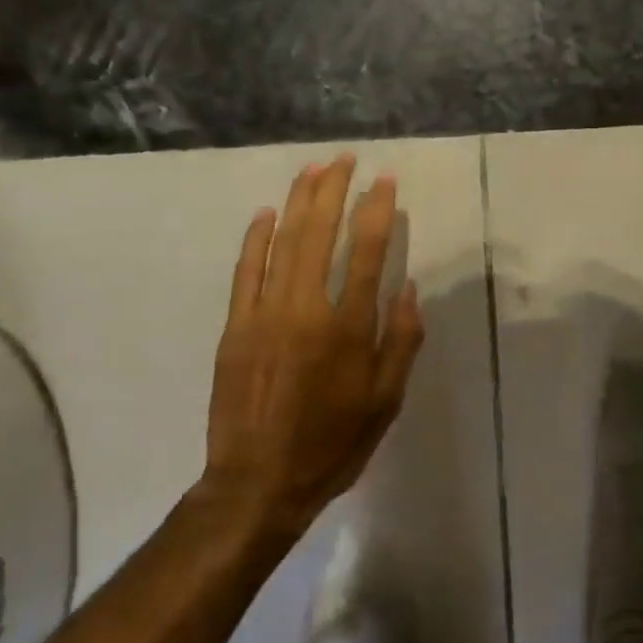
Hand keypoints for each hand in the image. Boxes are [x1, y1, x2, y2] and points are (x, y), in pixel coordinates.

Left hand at [202, 155, 424, 532]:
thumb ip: (400, 341)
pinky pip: (245, 271)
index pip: (368, 252)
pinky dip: (255, 239)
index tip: (384, 181)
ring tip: (311, 169)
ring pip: (283, 243)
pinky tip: (265, 213)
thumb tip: (407, 288)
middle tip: (344, 159)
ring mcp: (264, 314)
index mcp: (349, 328)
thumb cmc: (333, 444)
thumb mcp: (385, 401)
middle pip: (320, 234)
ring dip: (298, 202)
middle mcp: (306, 309)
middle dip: (334, 191)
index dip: (377, 211)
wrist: (258, 483)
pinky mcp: (235, 327)